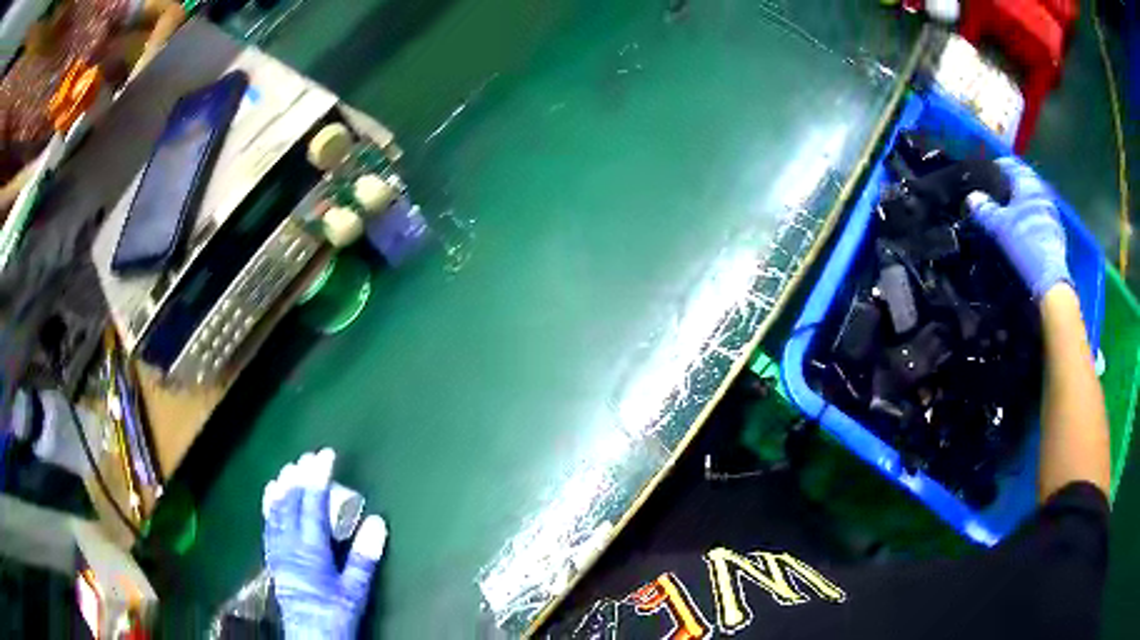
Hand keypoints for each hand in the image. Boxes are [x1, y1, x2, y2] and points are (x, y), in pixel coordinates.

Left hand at [262, 449, 387, 638]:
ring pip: (276, 510)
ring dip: (284, 486)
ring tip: (289, 468)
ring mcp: (277, 549)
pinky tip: (271, 495)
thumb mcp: (355, 589)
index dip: (318, 477)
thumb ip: (364, 556)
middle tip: (309, 456)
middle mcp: (289, 543)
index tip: (326, 455)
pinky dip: (270, 504)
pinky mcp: (273, 556)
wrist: (310, 634)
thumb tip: (377, 521)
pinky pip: (268, 523)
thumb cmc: (336, 612)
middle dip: (300, 476)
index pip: (312, 503)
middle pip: (291, 501)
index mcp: (310, 549)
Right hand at [966, 157, 1070, 298]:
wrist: (1049, 281)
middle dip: (1010, 187)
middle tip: (996, 195)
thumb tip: (972, 198)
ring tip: (1008, 215)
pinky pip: (1038, 218)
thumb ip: (984, 209)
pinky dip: (1029, 220)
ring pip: (1032, 201)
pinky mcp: (1055, 234)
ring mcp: (1051, 214)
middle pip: (1023, 183)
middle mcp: (1042, 193)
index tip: (987, 174)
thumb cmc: (1024, 245)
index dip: (998, 167)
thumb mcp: (998, 226)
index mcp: (1028, 183)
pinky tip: (1022, 231)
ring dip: (1021, 205)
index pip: (1011, 164)